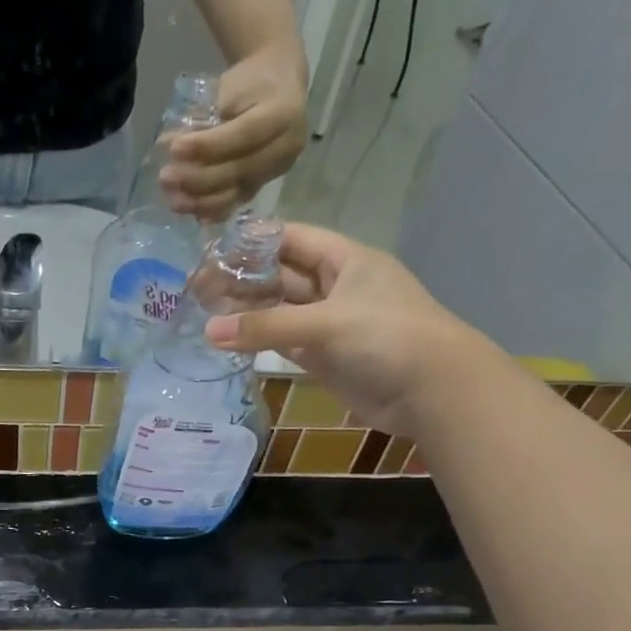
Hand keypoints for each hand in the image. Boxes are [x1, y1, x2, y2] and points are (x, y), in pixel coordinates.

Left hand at [161, 43, 308, 220]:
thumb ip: (203, 118)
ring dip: (201, 201)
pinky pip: (237, 202)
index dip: (207, 146)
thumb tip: (166, 144)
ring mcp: (277, 170)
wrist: (278, 86)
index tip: (174, 149)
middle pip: (239, 170)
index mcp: (283, 113)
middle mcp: (286, 147)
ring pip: (237, 192)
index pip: (243, 135)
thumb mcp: (229, 88)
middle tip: (166, 178)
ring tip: (172, 200)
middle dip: (199, 178)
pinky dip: (213, 210)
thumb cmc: (250, 82)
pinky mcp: (264, 184)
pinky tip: (192, 213)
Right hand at [202, 223, 477, 434]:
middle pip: (283, 276)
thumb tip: (208, 332)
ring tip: (205, 314)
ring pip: (282, 312)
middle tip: (198, 288)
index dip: (255, 241)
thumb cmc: (386, 337)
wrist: (432, 390)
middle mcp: (336, 287)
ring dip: (249, 313)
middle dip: (244, 280)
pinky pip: (286, 343)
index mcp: (345, 260)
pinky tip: (231, 342)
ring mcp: (331, 324)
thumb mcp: (325, 323)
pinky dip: (262, 342)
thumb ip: (265, 328)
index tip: (213, 249)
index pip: (292, 239)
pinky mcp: (326, 357)